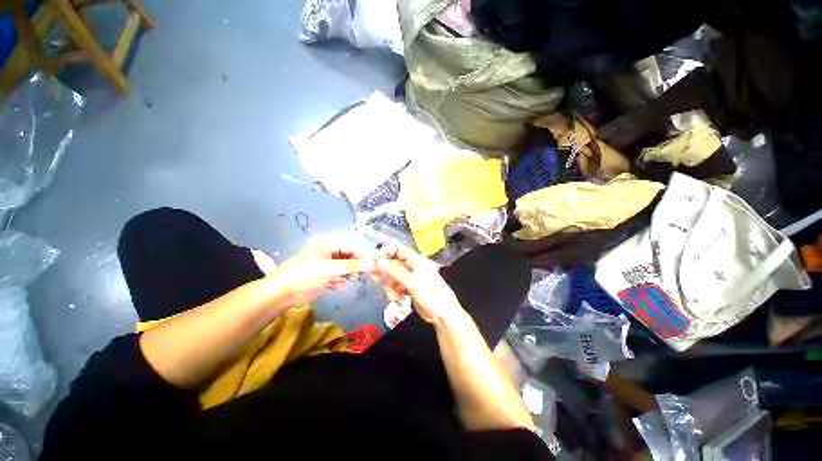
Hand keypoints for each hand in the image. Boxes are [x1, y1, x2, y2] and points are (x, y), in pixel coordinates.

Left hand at [270, 237, 373, 308]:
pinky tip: (337, 286)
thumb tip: (371, 264)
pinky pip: (339, 275)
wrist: (282, 294)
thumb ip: (352, 266)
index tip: (371, 266)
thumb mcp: (330, 269)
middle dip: (355, 266)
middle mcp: (329, 250)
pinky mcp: (324, 274)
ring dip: (347, 274)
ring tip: (345, 280)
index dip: (362, 255)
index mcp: (329, 243)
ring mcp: (327, 263)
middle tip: (361, 275)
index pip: (352, 246)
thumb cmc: (306, 275)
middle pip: (349, 256)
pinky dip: (339, 280)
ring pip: (345, 266)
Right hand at [373, 245, 465, 327]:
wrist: (442, 315)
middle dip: (384, 272)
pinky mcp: (407, 288)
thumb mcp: (413, 283)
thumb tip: (378, 261)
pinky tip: (398, 299)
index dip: (385, 252)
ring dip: (389, 286)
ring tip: (393, 296)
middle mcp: (411, 266)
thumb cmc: (431, 294)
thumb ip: (395, 272)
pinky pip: (395, 286)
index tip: (374, 260)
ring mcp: (409, 278)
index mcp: (416, 260)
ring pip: (392, 277)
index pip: (398, 250)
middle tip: (375, 279)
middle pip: (392, 264)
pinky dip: (393, 292)